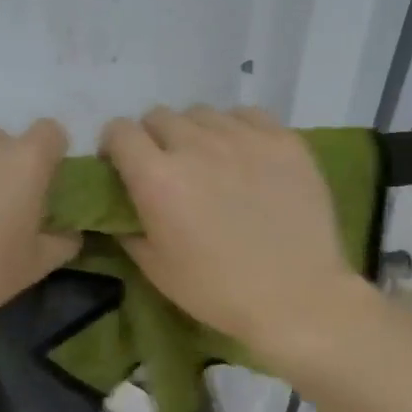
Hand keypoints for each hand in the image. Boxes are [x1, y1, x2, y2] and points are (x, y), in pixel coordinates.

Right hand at [100, 106, 360, 359]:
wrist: (297, 298)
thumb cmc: (218, 291)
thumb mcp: (156, 269)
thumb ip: (129, 229)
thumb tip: (122, 209)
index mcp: (157, 178)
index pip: (120, 131)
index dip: (114, 145)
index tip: (121, 165)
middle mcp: (196, 146)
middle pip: (159, 116)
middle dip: (153, 138)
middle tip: (167, 168)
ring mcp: (243, 138)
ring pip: (202, 114)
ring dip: (194, 133)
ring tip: (209, 160)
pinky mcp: (283, 140)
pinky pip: (246, 115)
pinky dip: (236, 128)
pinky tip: (244, 154)